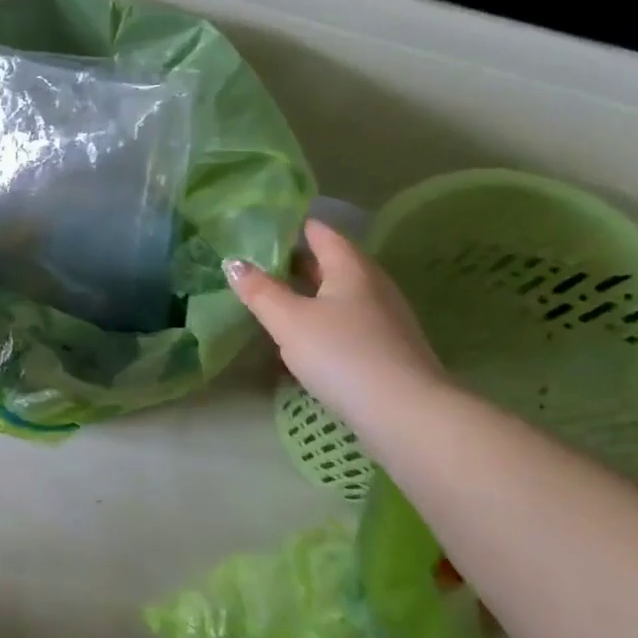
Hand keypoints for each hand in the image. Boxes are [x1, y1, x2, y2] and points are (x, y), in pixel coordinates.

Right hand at [225, 219, 444, 426]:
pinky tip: (303, 340)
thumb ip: (260, 291)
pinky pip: (347, 322)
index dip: (291, 226)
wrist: (404, 411)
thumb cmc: (342, 354)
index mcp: (351, 267)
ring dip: (308, 295)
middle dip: (296, 262)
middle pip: (331, 263)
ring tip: (274, 302)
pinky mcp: (387, 347)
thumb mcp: (289, 321)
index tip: (260, 229)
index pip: (320, 232)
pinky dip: (322, 321)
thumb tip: (233, 262)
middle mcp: (372, 284)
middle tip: (257, 266)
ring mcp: (384, 317)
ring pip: (339, 294)